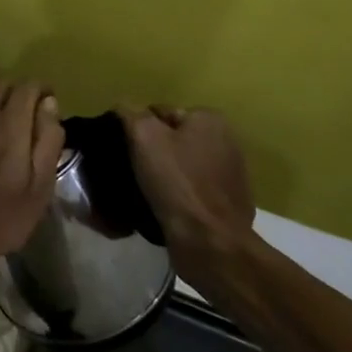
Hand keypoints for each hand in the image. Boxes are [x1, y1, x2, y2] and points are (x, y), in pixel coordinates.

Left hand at [0, 82, 62, 291]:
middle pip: (1, 86)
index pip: (26, 88)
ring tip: (5, 125)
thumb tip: (49, 105)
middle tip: (31, 115)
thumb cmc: (2, 218)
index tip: (50, 102)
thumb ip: (47, 141)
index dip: (42, 89)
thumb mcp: (39, 187)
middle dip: (20, 93)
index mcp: (8, 127)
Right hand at [119, 106, 254, 260]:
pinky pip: (190, 191)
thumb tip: (123, 108)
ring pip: (179, 167)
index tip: (123, 150)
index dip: (135, 129)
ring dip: (162, 177)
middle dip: (151, 153)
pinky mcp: (226, 204)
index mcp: (209, 119)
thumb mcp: (143, 136)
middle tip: (129, 170)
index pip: (158, 113)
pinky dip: (176, 197)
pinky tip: (160, 208)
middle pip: (170, 139)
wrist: (210, 243)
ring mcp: (229, 175)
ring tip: (141, 192)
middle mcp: (225, 141)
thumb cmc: (177, 183)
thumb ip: (130, 113)